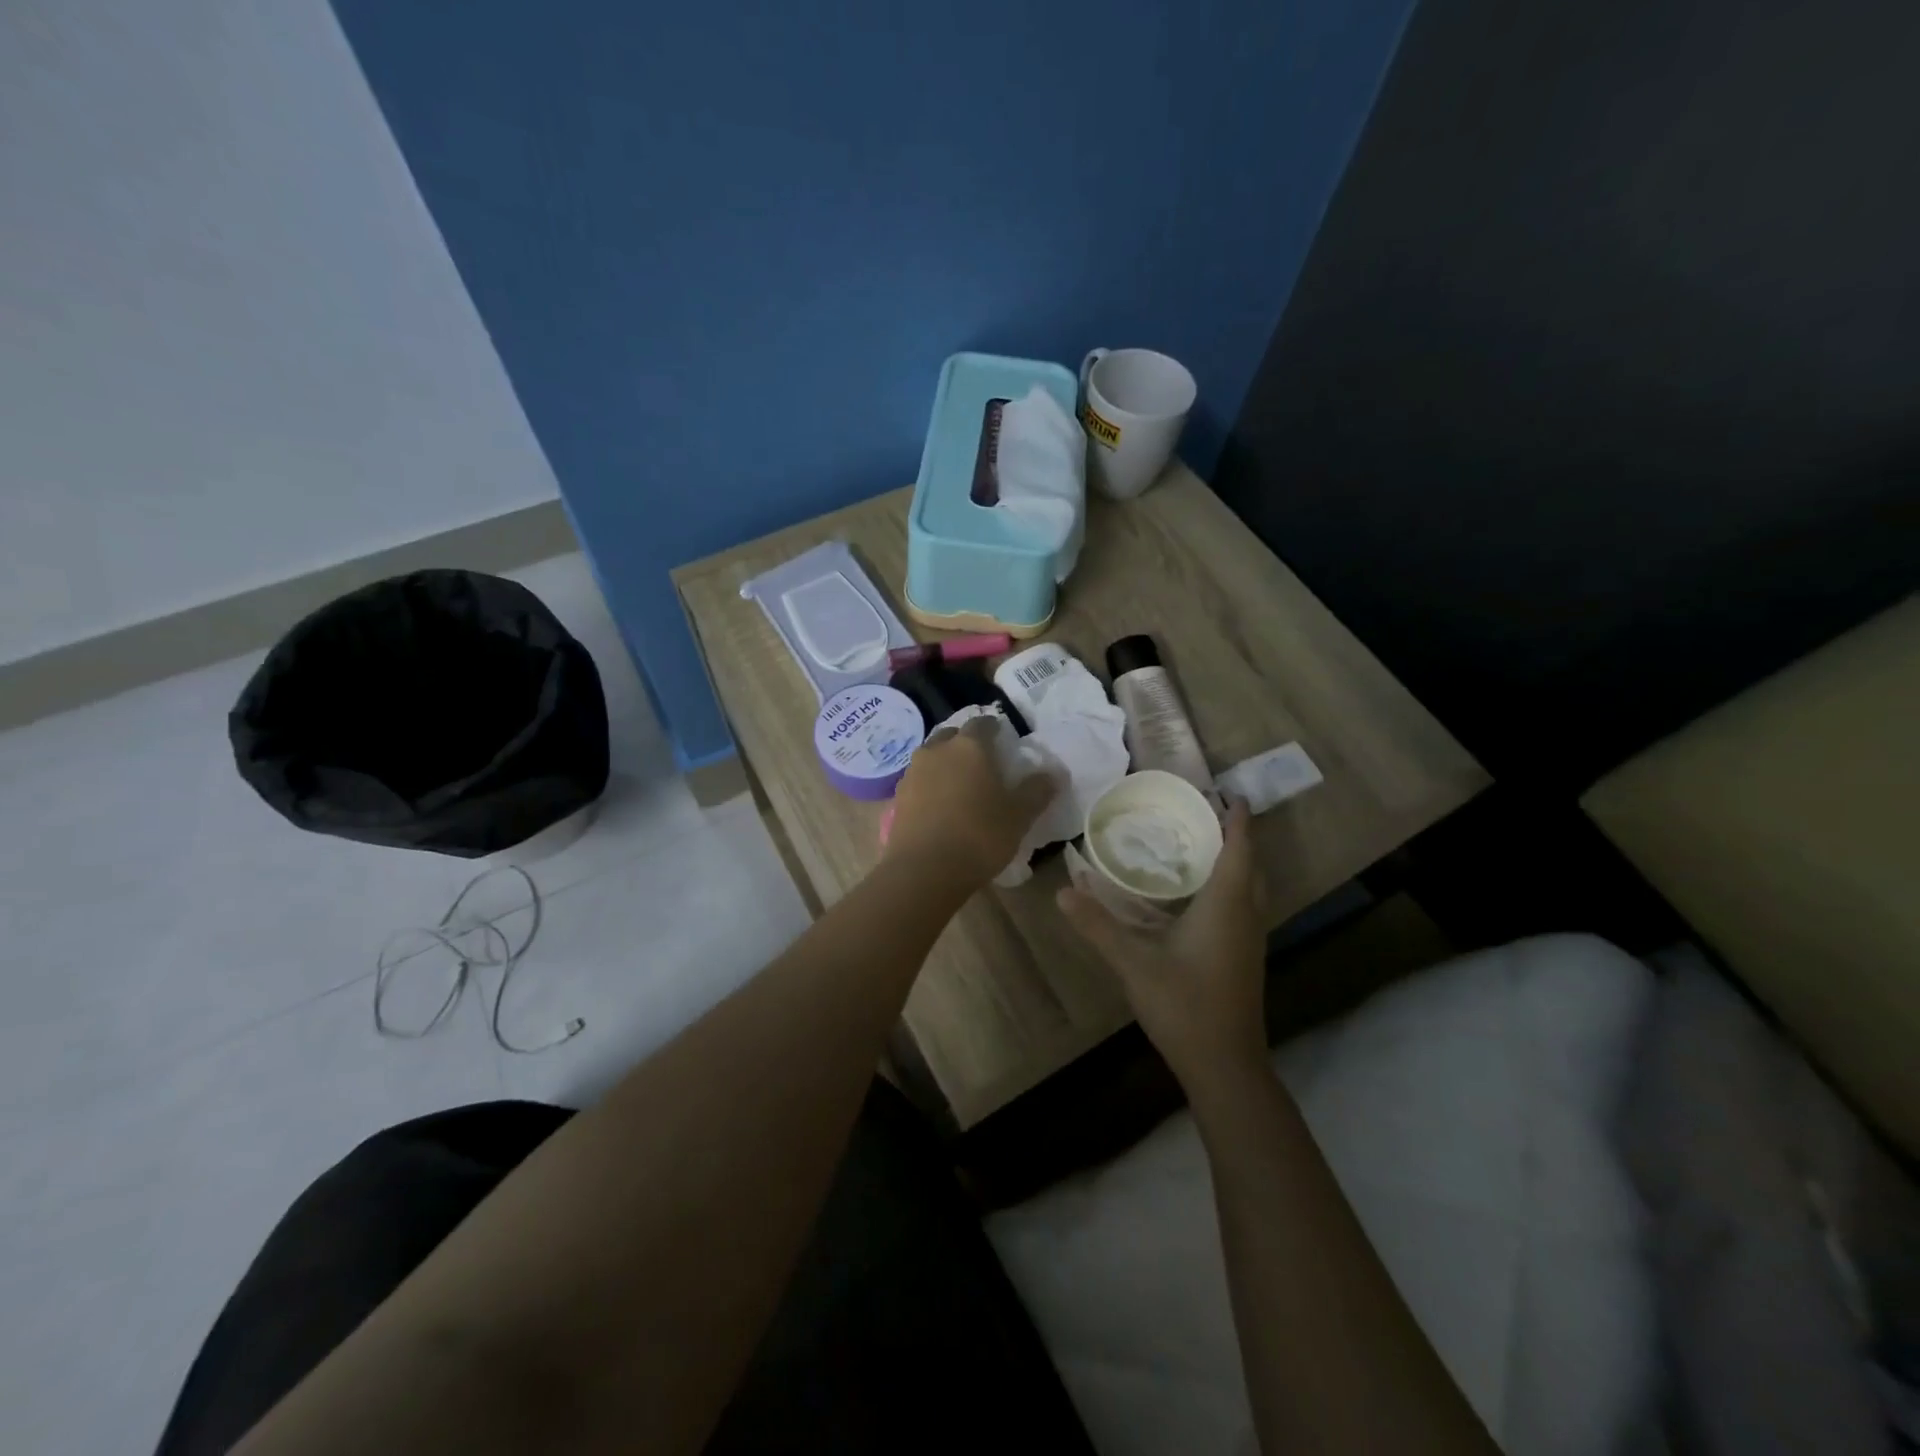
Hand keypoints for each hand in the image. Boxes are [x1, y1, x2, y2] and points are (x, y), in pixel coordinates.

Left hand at [886, 716, 1057, 888]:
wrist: (924, 871)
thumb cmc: (978, 836)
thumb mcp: (1018, 817)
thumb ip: (1036, 791)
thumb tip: (1052, 774)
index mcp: (969, 746)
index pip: (983, 723)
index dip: (995, 730)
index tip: (1004, 742)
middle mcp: (937, 750)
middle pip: (952, 735)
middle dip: (966, 743)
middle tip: (982, 763)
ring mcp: (913, 772)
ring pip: (932, 756)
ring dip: (945, 763)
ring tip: (960, 784)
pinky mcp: (898, 796)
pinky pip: (918, 780)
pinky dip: (930, 784)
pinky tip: (939, 804)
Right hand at [1058, 801, 1268, 1090]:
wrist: (1224, 1066)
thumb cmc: (1184, 1005)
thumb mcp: (1133, 963)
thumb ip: (1097, 925)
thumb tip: (1062, 892)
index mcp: (1226, 905)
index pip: (1239, 849)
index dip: (1238, 819)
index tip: (1230, 793)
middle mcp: (1245, 916)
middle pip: (1250, 866)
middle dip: (1236, 837)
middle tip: (1206, 815)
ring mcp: (1248, 941)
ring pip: (1249, 889)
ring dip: (1234, 863)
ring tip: (1200, 846)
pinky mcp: (1242, 959)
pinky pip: (1241, 908)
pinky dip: (1227, 888)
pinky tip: (1196, 897)